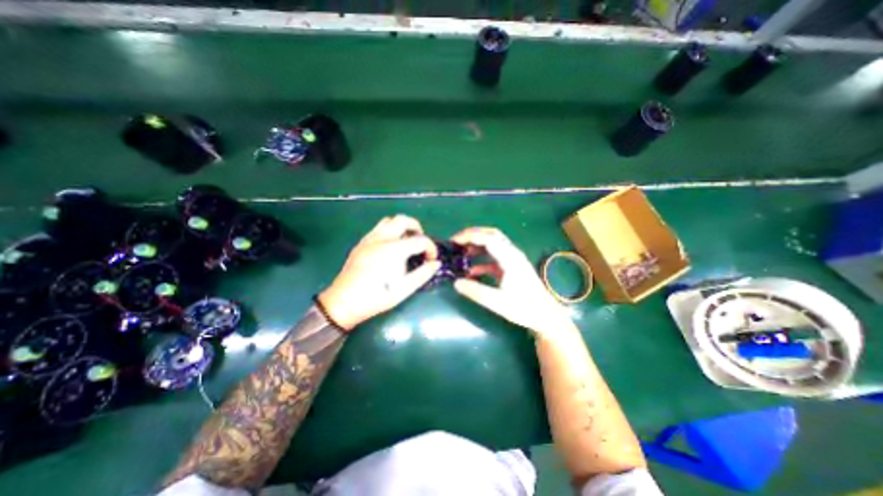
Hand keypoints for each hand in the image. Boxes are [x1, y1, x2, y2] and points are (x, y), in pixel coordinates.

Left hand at [320, 214, 439, 331]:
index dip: (431, 248)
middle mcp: (382, 238)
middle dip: (417, 228)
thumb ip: (423, 274)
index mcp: (394, 250)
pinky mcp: (361, 243)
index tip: (431, 260)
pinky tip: (390, 246)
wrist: (344, 302)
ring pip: (389, 220)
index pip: (421, 240)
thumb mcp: (404, 289)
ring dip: (402, 226)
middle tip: (420, 243)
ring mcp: (369, 239)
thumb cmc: (377, 297)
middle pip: (404, 220)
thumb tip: (436, 263)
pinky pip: (378, 228)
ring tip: (406, 241)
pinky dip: (389, 231)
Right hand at [456, 226, 573, 334]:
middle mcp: (512, 254)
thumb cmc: (525, 308)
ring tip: (461, 253)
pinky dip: (481, 260)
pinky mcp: (511, 268)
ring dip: (476, 246)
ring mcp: (513, 260)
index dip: (470, 236)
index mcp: (510, 259)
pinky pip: (494, 258)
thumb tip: (456, 283)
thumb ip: (476, 292)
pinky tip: (471, 271)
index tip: (454, 241)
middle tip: (456, 242)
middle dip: (472, 235)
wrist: (546, 316)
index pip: (488, 238)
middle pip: (491, 235)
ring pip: (493, 245)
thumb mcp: (498, 302)